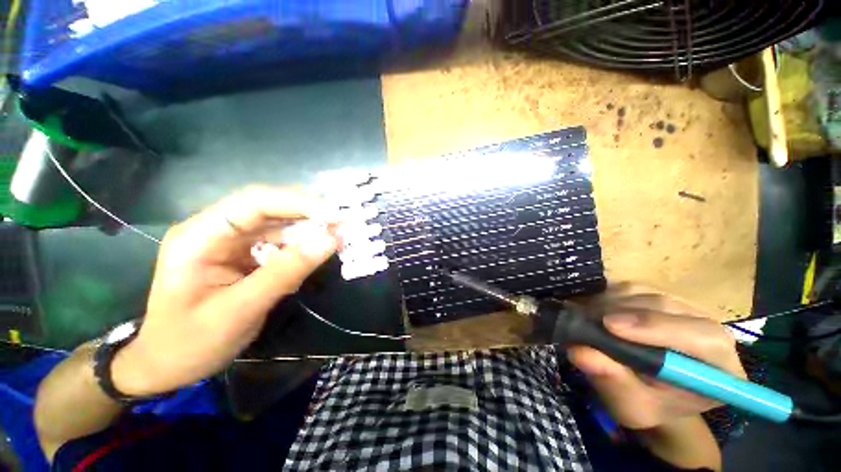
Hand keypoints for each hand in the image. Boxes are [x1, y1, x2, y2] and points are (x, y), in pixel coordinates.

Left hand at [112, 187, 339, 395]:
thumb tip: (330, 241)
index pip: (254, 202)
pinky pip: (280, 242)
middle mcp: (216, 229)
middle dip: (309, 213)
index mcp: (199, 236)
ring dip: (310, 229)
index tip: (336, 215)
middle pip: (269, 208)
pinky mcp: (246, 254)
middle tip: (344, 223)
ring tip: (339, 236)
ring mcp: (232, 241)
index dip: (299, 203)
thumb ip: (286, 272)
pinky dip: (303, 245)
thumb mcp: (240, 310)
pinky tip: (319, 251)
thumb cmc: (191, 342)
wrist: (167, 364)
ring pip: (279, 224)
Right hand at [568, 283, 745, 429]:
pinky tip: (595, 311)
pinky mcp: (660, 297)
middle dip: (622, 312)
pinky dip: (607, 296)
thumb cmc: (647, 405)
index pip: (702, 337)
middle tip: (585, 321)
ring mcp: (684, 308)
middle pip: (667, 307)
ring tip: (587, 319)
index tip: (610, 326)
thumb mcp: (630, 406)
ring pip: (645, 293)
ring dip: (610, 303)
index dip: (656, 327)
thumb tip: (578, 351)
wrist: (648, 391)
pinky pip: (631, 288)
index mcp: (720, 367)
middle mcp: (708, 329)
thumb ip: (612, 381)